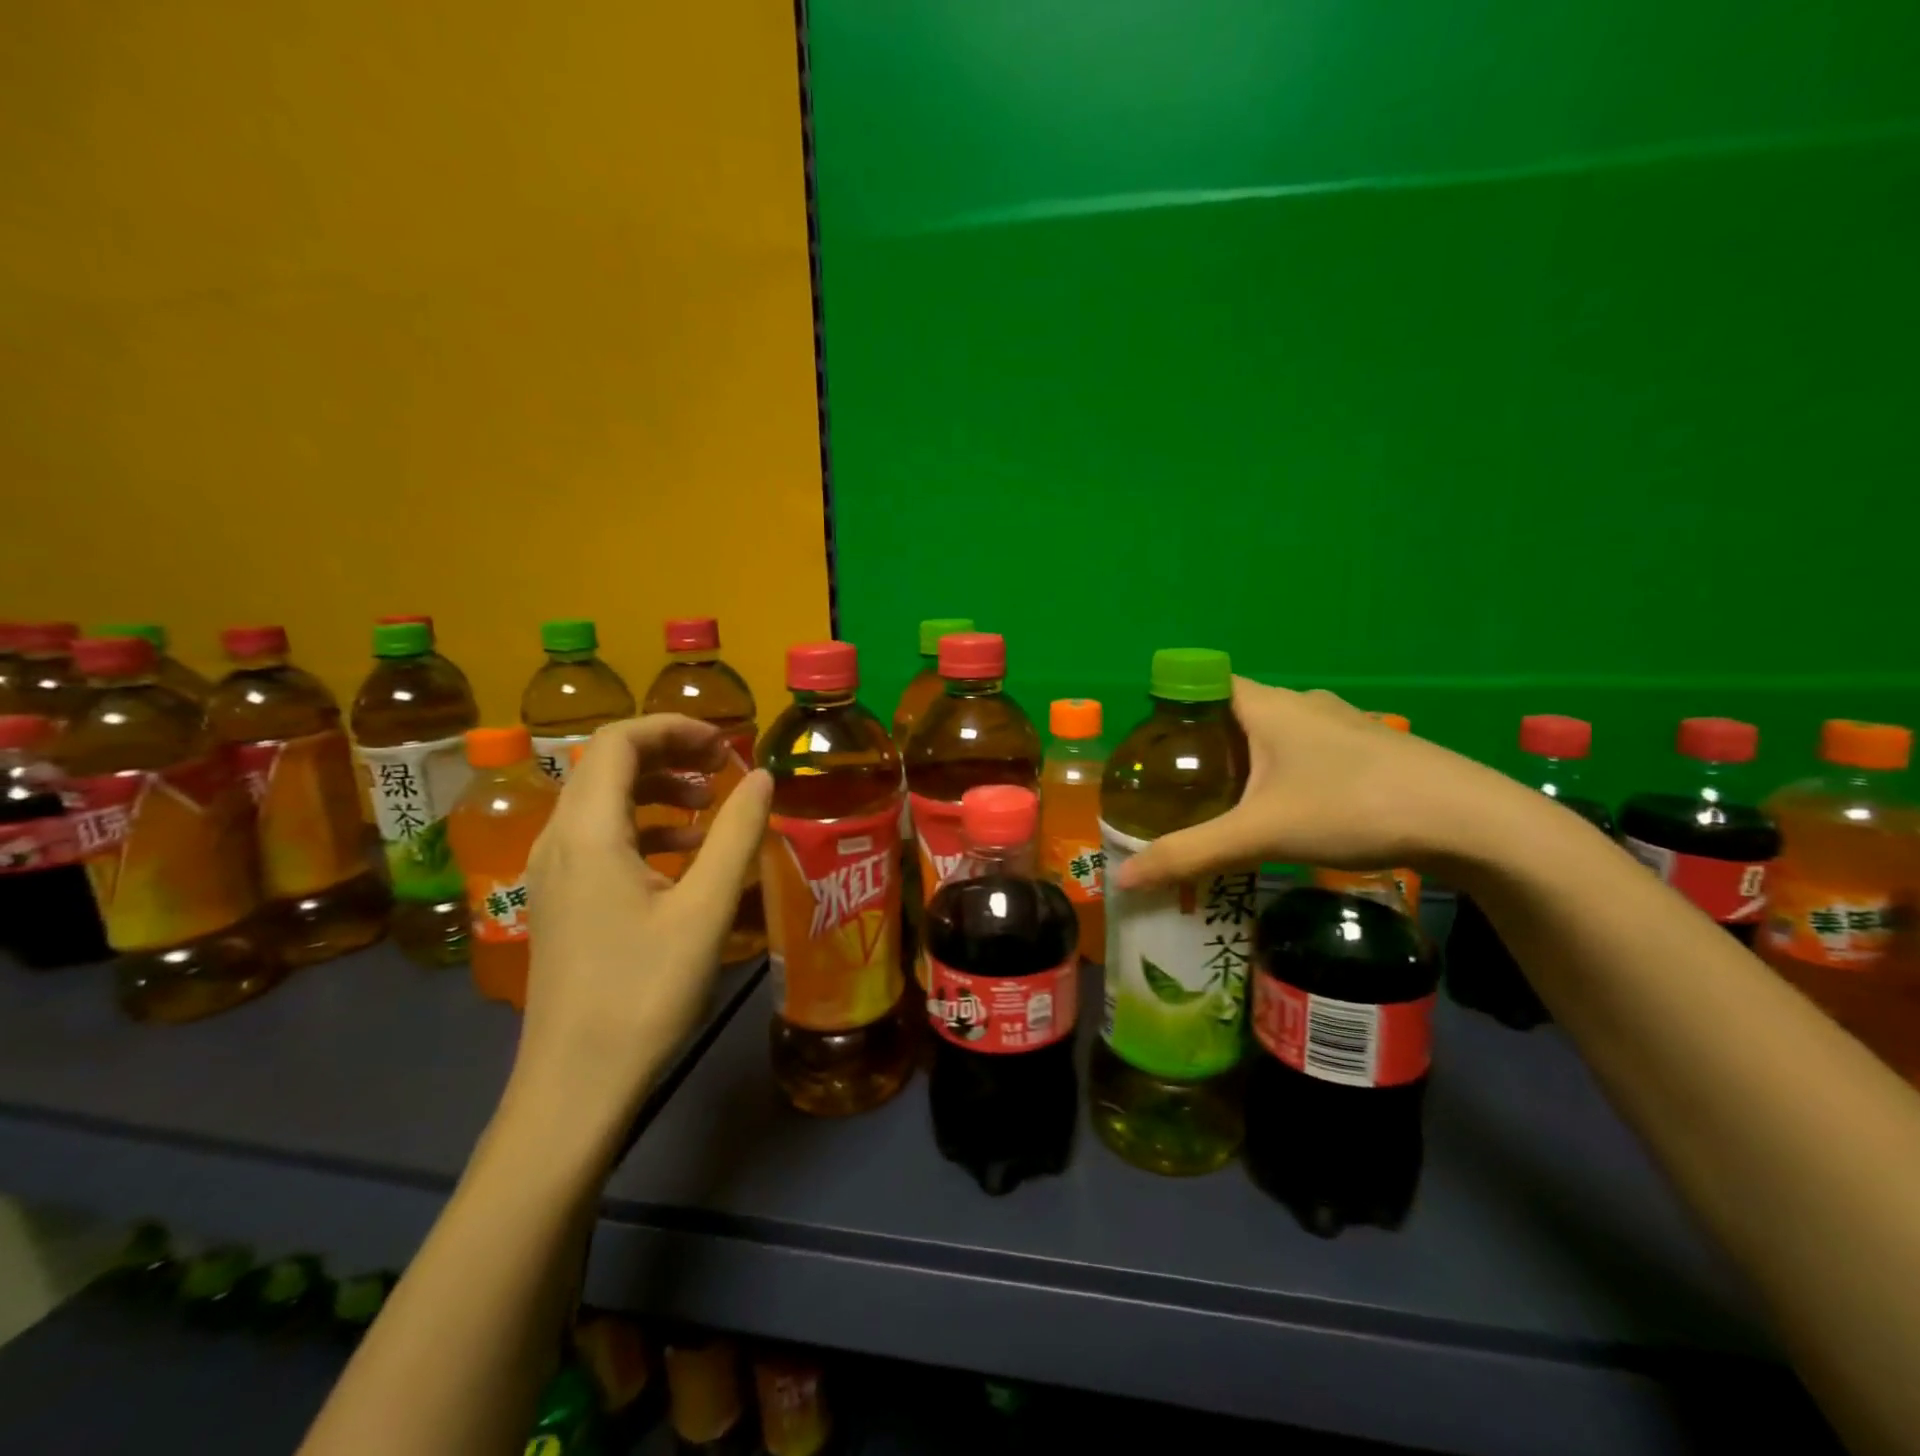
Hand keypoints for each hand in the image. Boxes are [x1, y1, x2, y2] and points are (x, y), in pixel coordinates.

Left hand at [504, 715, 772, 1144]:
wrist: (575, 1084)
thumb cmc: (643, 993)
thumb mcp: (705, 909)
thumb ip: (736, 834)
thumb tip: (762, 777)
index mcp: (588, 832)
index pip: (618, 742)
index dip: (673, 728)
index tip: (725, 743)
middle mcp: (558, 840)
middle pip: (606, 765)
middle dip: (669, 753)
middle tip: (723, 766)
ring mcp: (552, 872)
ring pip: (602, 801)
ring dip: (656, 788)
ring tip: (709, 805)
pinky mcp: (560, 899)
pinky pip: (599, 838)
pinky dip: (644, 827)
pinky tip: (684, 854)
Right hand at [1115, 678, 1518, 892]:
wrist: (1471, 822)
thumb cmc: (1352, 808)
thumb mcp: (1260, 835)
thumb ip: (1190, 854)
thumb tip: (1124, 879)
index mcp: (1268, 705)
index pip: (1204, 684)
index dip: (1174, 711)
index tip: (1156, 751)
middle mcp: (1303, 702)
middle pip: (1236, 711)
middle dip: (1206, 743)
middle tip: (1180, 787)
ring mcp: (1343, 723)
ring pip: (1276, 731)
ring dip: (1249, 758)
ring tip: (1227, 802)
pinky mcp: (1372, 748)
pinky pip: (1309, 749)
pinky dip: (1286, 770)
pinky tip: (1290, 810)